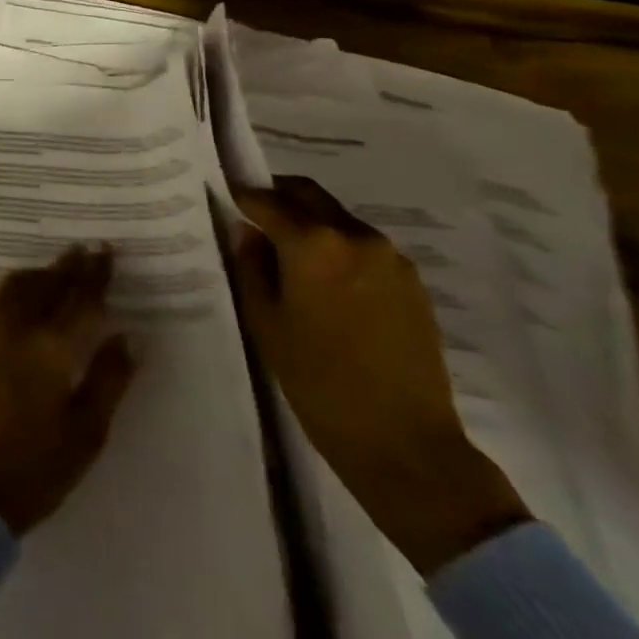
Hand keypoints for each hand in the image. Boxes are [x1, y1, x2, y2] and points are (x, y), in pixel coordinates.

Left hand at [0, 246, 137, 533]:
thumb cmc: (36, 468)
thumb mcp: (87, 432)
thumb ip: (109, 379)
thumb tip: (130, 336)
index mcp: (50, 348)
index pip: (78, 299)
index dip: (94, 274)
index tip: (106, 250)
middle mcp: (15, 329)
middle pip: (44, 285)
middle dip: (66, 266)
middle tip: (83, 249)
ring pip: (13, 288)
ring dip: (37, 275)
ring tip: (53, 271)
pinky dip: (11, 294)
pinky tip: (17, 304)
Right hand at [230, 177, 530, 575]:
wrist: (405, 442)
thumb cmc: (318, 380)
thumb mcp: (265, 320)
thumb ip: (250, 265)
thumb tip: (249, 233)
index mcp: (312, 242)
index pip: (266, 200)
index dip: (241, 196)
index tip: (226, 199)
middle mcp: (354, 236)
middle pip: (308, 195)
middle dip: (279, 198)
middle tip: (256, 215)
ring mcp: (390, 258)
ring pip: (338, 219)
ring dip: (311, 223)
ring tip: (291, 255)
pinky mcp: (412, 283)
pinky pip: (364, 247)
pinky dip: (339, 247)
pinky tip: (327, 281)